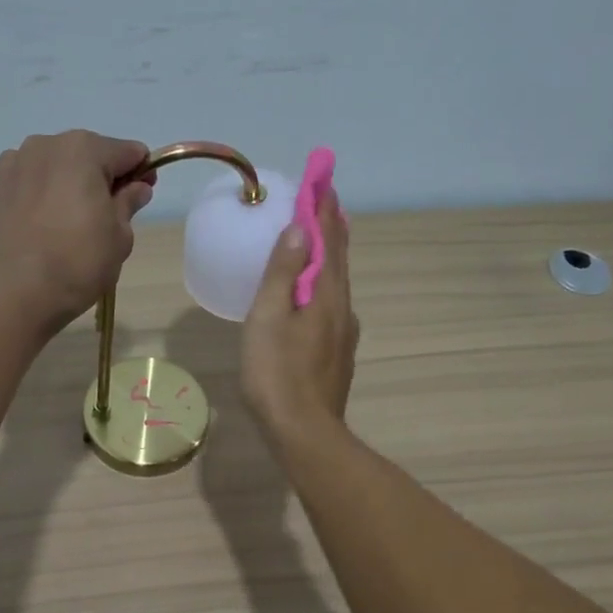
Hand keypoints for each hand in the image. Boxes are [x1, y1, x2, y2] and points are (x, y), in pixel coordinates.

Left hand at [0, 130, 153, 331]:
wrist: (14, 291)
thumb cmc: (78, 261)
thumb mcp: (119, 236)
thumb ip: (128, 204)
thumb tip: (136, 188)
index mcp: (84, 149)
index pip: (127, 152)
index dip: (141, 172)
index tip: (143, 195)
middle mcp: (46, 145)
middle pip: (87, 156)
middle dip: (102, 178)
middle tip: (107, 216)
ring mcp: (15, 164)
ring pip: (55, 168)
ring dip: (69, 185)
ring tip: (71, 224)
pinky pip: (29, 184)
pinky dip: (41, 196)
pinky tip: (43, 226)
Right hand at [241, 189, 356, 443]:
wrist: (304, 433)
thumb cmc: (277, 374)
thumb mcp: (269, 318)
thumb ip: (283, 273)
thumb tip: (300, 228)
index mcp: (327, 296)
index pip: (328, 241)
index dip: (324, 209)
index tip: (323, 179)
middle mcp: (343, 310)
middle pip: (339, 260)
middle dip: (332, 228)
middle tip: (326, 200)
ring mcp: (343, 336)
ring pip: (337, 285)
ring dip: (330, 257)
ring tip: (319, 240)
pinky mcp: (336, 356)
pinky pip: (331, 307)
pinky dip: (324, 285)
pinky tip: (314, 296)